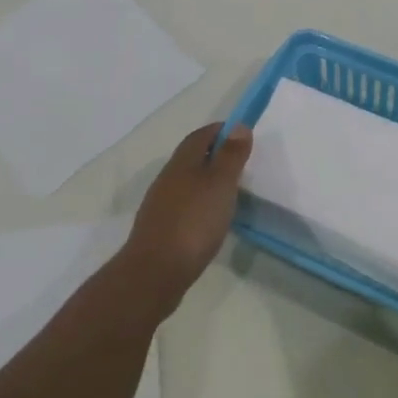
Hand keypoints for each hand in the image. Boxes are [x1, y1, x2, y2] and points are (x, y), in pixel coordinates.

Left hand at [122, 123, 252, 315]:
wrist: (156, 271)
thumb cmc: (194, 221)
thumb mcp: (221, 184)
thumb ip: (231, 156)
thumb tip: (238, 126)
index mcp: (182, 163)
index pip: (200, 136)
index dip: (220, 131)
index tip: (241, 134)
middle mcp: (167, 178)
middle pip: (191, 157)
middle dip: (214, 154)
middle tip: (240, 163)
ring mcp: (161, 204)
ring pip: (186, 182)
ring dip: (206, 180)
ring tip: (229, 192)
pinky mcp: (160, 228)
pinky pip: (183, 205)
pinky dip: (199, 203)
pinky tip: (211, 218)